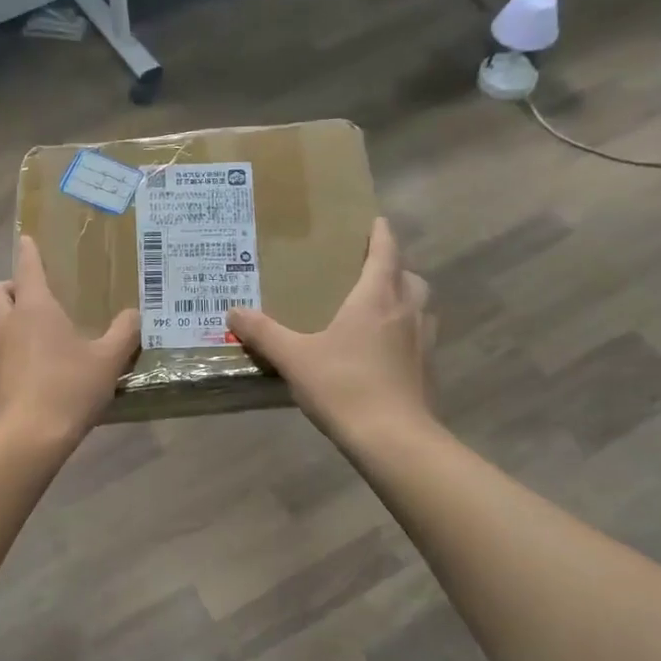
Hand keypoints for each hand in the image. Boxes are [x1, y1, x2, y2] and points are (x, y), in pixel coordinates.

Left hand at [0, 237, 140, 445]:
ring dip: (4, 324)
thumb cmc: (69, 389)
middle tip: (28, 296)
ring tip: (28, 340)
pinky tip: (22, 374)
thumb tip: (137, 313)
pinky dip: (3, 357)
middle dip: (9, 287)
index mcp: (36, 309)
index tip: (27, 240)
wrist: (26, 438)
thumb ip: (124, 333)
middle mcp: (6, 324)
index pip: (28, 268)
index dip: (28, 252)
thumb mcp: (108, 361)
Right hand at [227, 218, 432, 447]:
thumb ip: (263, 332)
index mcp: (377, 298)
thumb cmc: (344, 386)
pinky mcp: (427, 369)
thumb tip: (233, 311)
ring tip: (377, 310)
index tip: (374, 221)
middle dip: (393, 268)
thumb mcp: (294, 358)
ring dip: (403, 300)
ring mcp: (423, 341)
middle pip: (409, 277)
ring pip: (419, 307)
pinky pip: (418, 337)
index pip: (385, 252)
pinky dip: (405, 333)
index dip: (381, 234)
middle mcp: (406, 311)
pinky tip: (383, 352)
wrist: (393, 439)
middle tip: (368, 272)